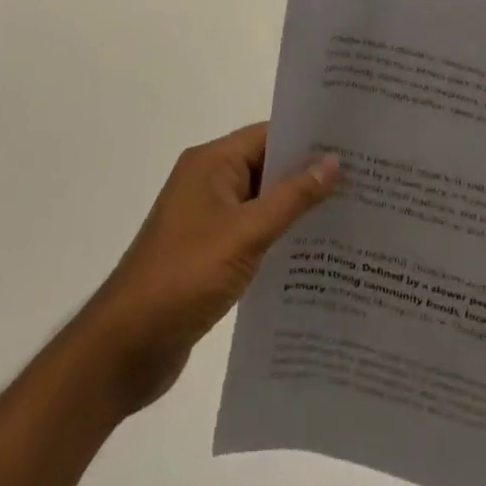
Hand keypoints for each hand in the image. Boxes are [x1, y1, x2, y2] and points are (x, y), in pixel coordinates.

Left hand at [75, 123, 339, 418]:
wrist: (124, 349)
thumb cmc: (184, 277)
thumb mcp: (245, 234)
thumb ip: (292, 198)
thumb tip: (334, 161)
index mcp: (211, 163)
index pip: (269, 135)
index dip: (309, 138)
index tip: (353, 144)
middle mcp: (209, 182)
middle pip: (267, 167)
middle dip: (309, 175)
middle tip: (362, 180)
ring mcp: (207, 220)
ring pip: (262, 203)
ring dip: (296, 210)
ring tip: (349, 216)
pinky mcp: (208, 255)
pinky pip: (252, 234)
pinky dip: (279, 239)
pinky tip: (314, 256)